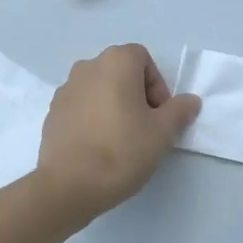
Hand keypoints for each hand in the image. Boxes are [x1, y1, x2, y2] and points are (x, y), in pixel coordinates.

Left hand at [35, 44, 200, 220]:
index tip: (159, 115)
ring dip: (113, 105)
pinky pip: (81, 106)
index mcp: (115, 62)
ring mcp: (65, 89)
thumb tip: (190, 100)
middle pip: (120, 72)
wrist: (69, 184)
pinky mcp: (52, 112)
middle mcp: (87, 67)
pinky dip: (93, 118)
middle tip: (144, 128)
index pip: (143, 59)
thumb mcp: (162, 133)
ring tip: (121, 139)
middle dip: (136, 95)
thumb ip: (179, 111)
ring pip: (99, 89)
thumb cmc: (121, 150)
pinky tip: (98, 147)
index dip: (157, 85)